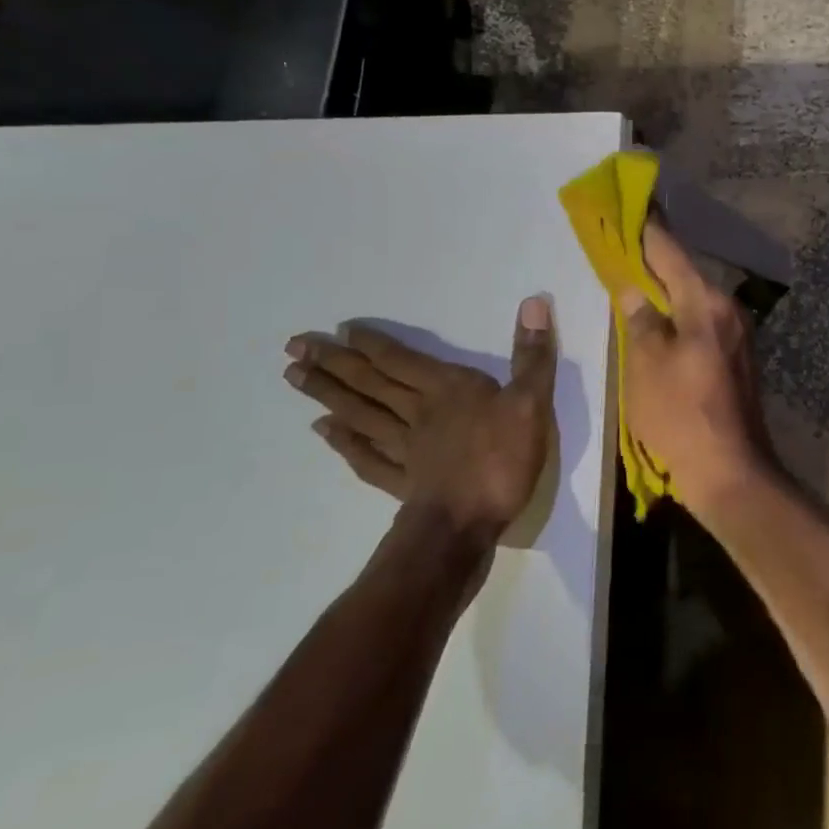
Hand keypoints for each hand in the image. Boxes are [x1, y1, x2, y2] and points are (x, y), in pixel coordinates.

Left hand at [283, 298, 556, 546]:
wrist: (466, 526)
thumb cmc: (502, 459)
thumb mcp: (531, 401)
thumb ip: (532, 355)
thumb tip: (535, 302)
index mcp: (447, 390)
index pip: (402, 360)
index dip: (372, 344)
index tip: (340, 330)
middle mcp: (418, 413)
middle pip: (370, 384)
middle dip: (334, 363)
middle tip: (293, 347)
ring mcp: (405, 450)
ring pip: (361, 415)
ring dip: (328, 394)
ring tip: (295, 377)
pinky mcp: (401, 482)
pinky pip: (366, 457)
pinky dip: (343, 443)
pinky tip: (324, 431)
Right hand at [618, 221, 776, 510]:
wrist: (730, 472)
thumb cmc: (681, 416)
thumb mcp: (646, 366)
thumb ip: (640, 321)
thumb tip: (634, 290)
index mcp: (706, 305)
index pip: (671, 253)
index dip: (647, 229)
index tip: (630, 204)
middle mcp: (728, 311)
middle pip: (685, 273)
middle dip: (654, 257)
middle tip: (623, 241)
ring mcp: (736, 336)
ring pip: (694, 299)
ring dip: (666, 287)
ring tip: (635, 275)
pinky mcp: (736, 359)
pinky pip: (701, 322)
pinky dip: (678, 313)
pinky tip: (658, 318)